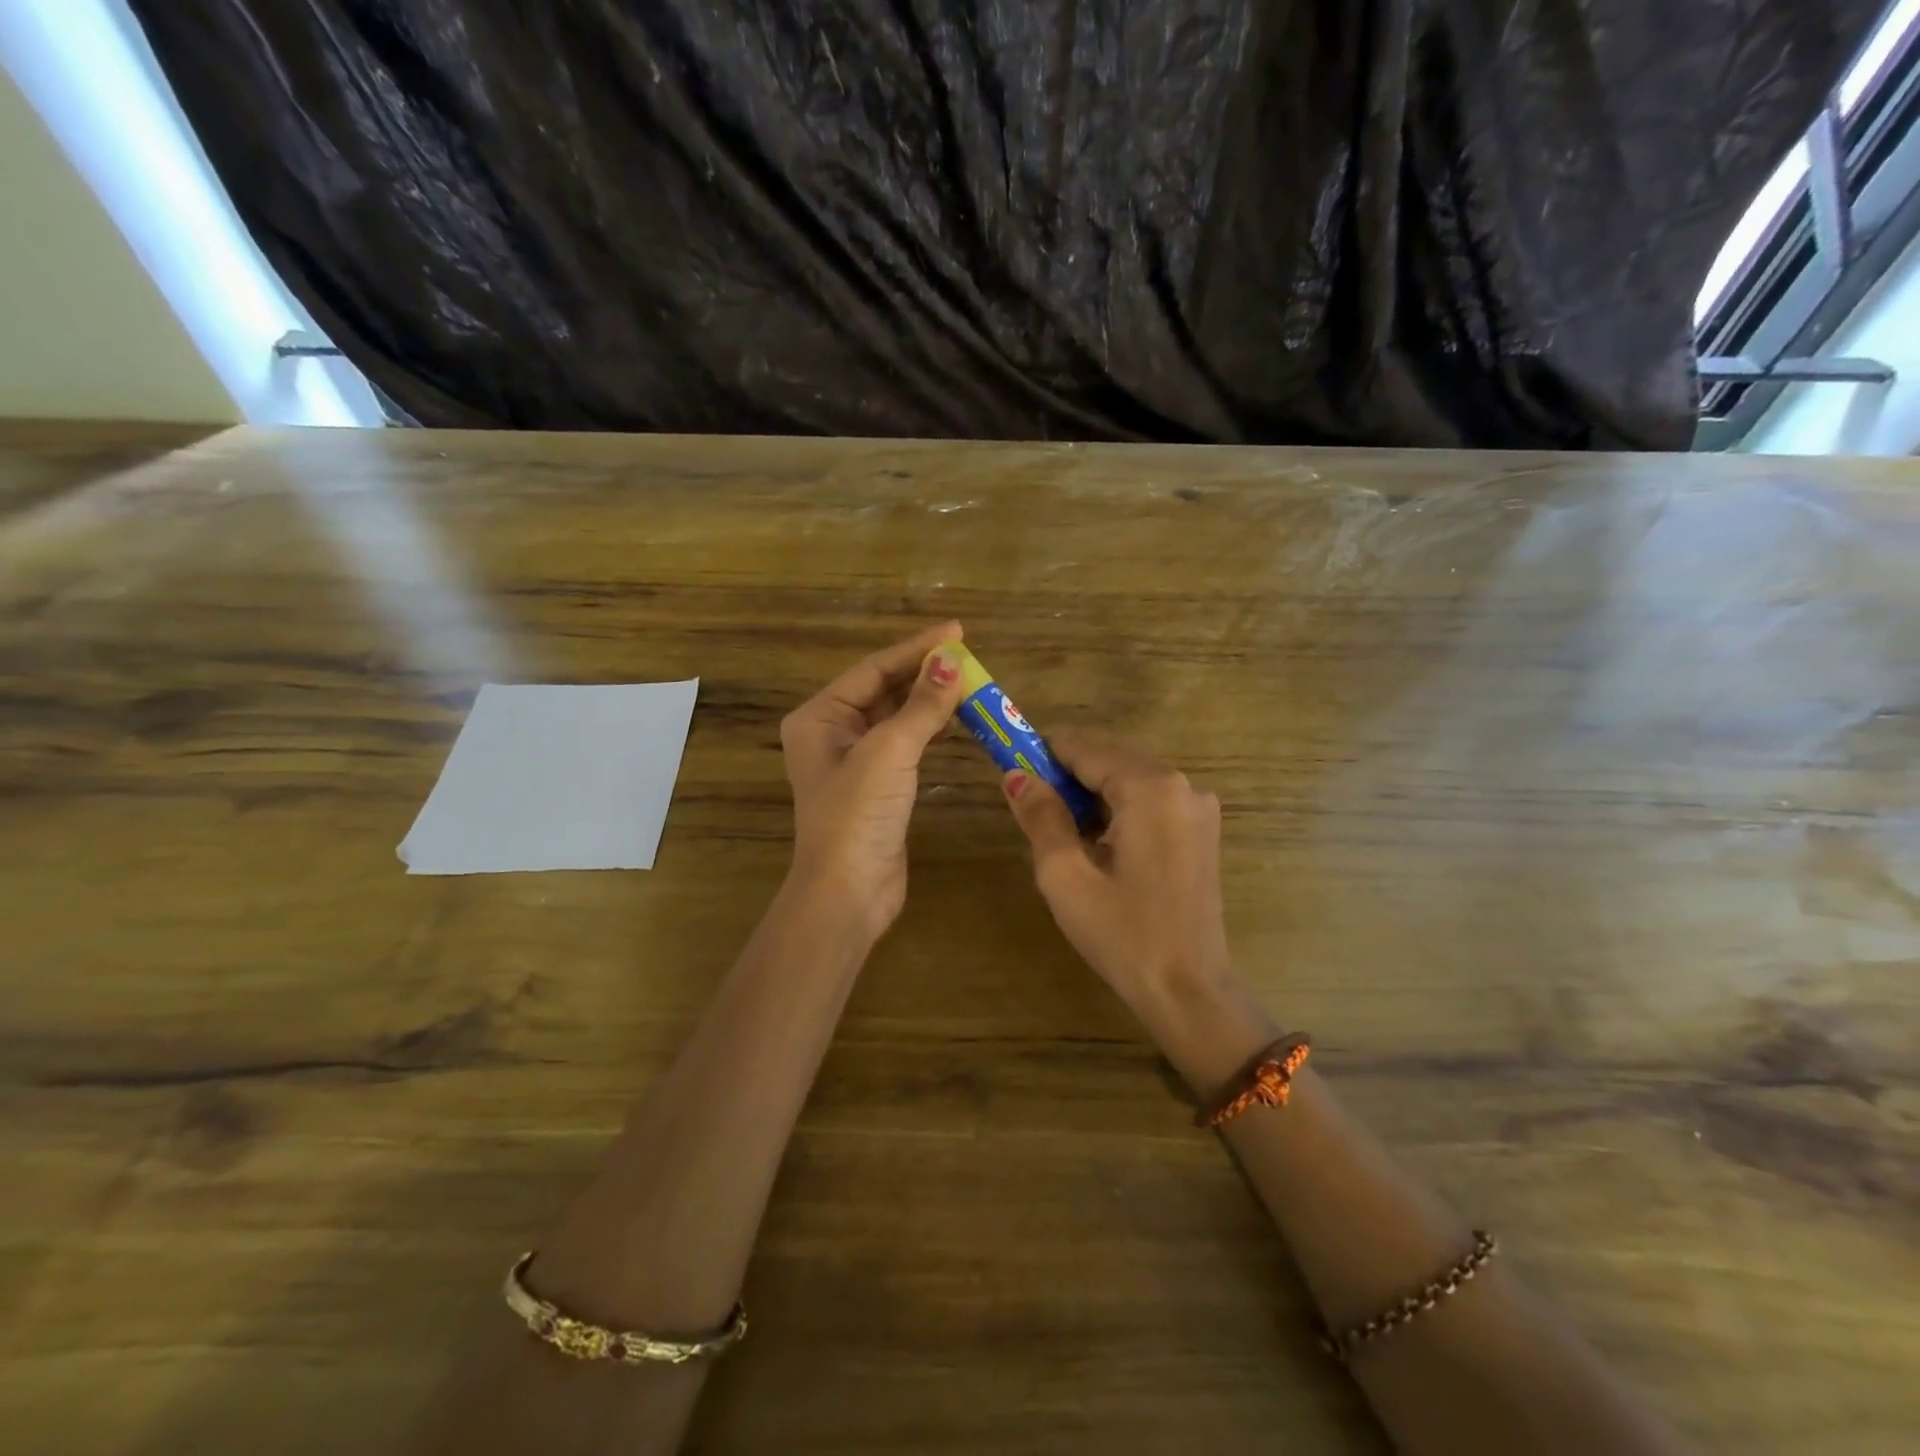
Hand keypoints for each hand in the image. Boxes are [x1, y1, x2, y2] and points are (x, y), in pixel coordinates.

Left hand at [780, 623, 970, 941]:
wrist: (849, 891)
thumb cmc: (858, 814)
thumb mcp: (890, 751)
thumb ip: (922, 705)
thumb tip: (951, 662)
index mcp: (819, 717)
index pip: (873, 669)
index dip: (916, 648)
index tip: (958, 631)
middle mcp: (831, 733)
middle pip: (883, 690)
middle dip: (924, 672)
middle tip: (969, 656)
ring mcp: (854, 761)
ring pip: (896, 717)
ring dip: (929, 699)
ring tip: (969, 681)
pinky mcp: (876, 786)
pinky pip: (904, 743)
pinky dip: (928, 728)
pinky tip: (954, 718)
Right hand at [1002, 735, 1274, 1087]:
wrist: (1189, 991)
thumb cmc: (1122, 934)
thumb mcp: (1065, 875)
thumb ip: (1040, 816)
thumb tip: (1015, 775)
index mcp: (1150, 787)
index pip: (1085, 747)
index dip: (1043, 752)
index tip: (1010, 764)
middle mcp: (1181, 784)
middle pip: (1110, 758)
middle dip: (1068, 774)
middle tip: (1032, 807)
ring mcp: (1197, 807)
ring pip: (1129, 778)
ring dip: (1092, 793)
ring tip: (1062, 832)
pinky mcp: (1201, 830)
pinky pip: (1150, 800)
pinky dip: (1118, 808)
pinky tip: (1098, 844)